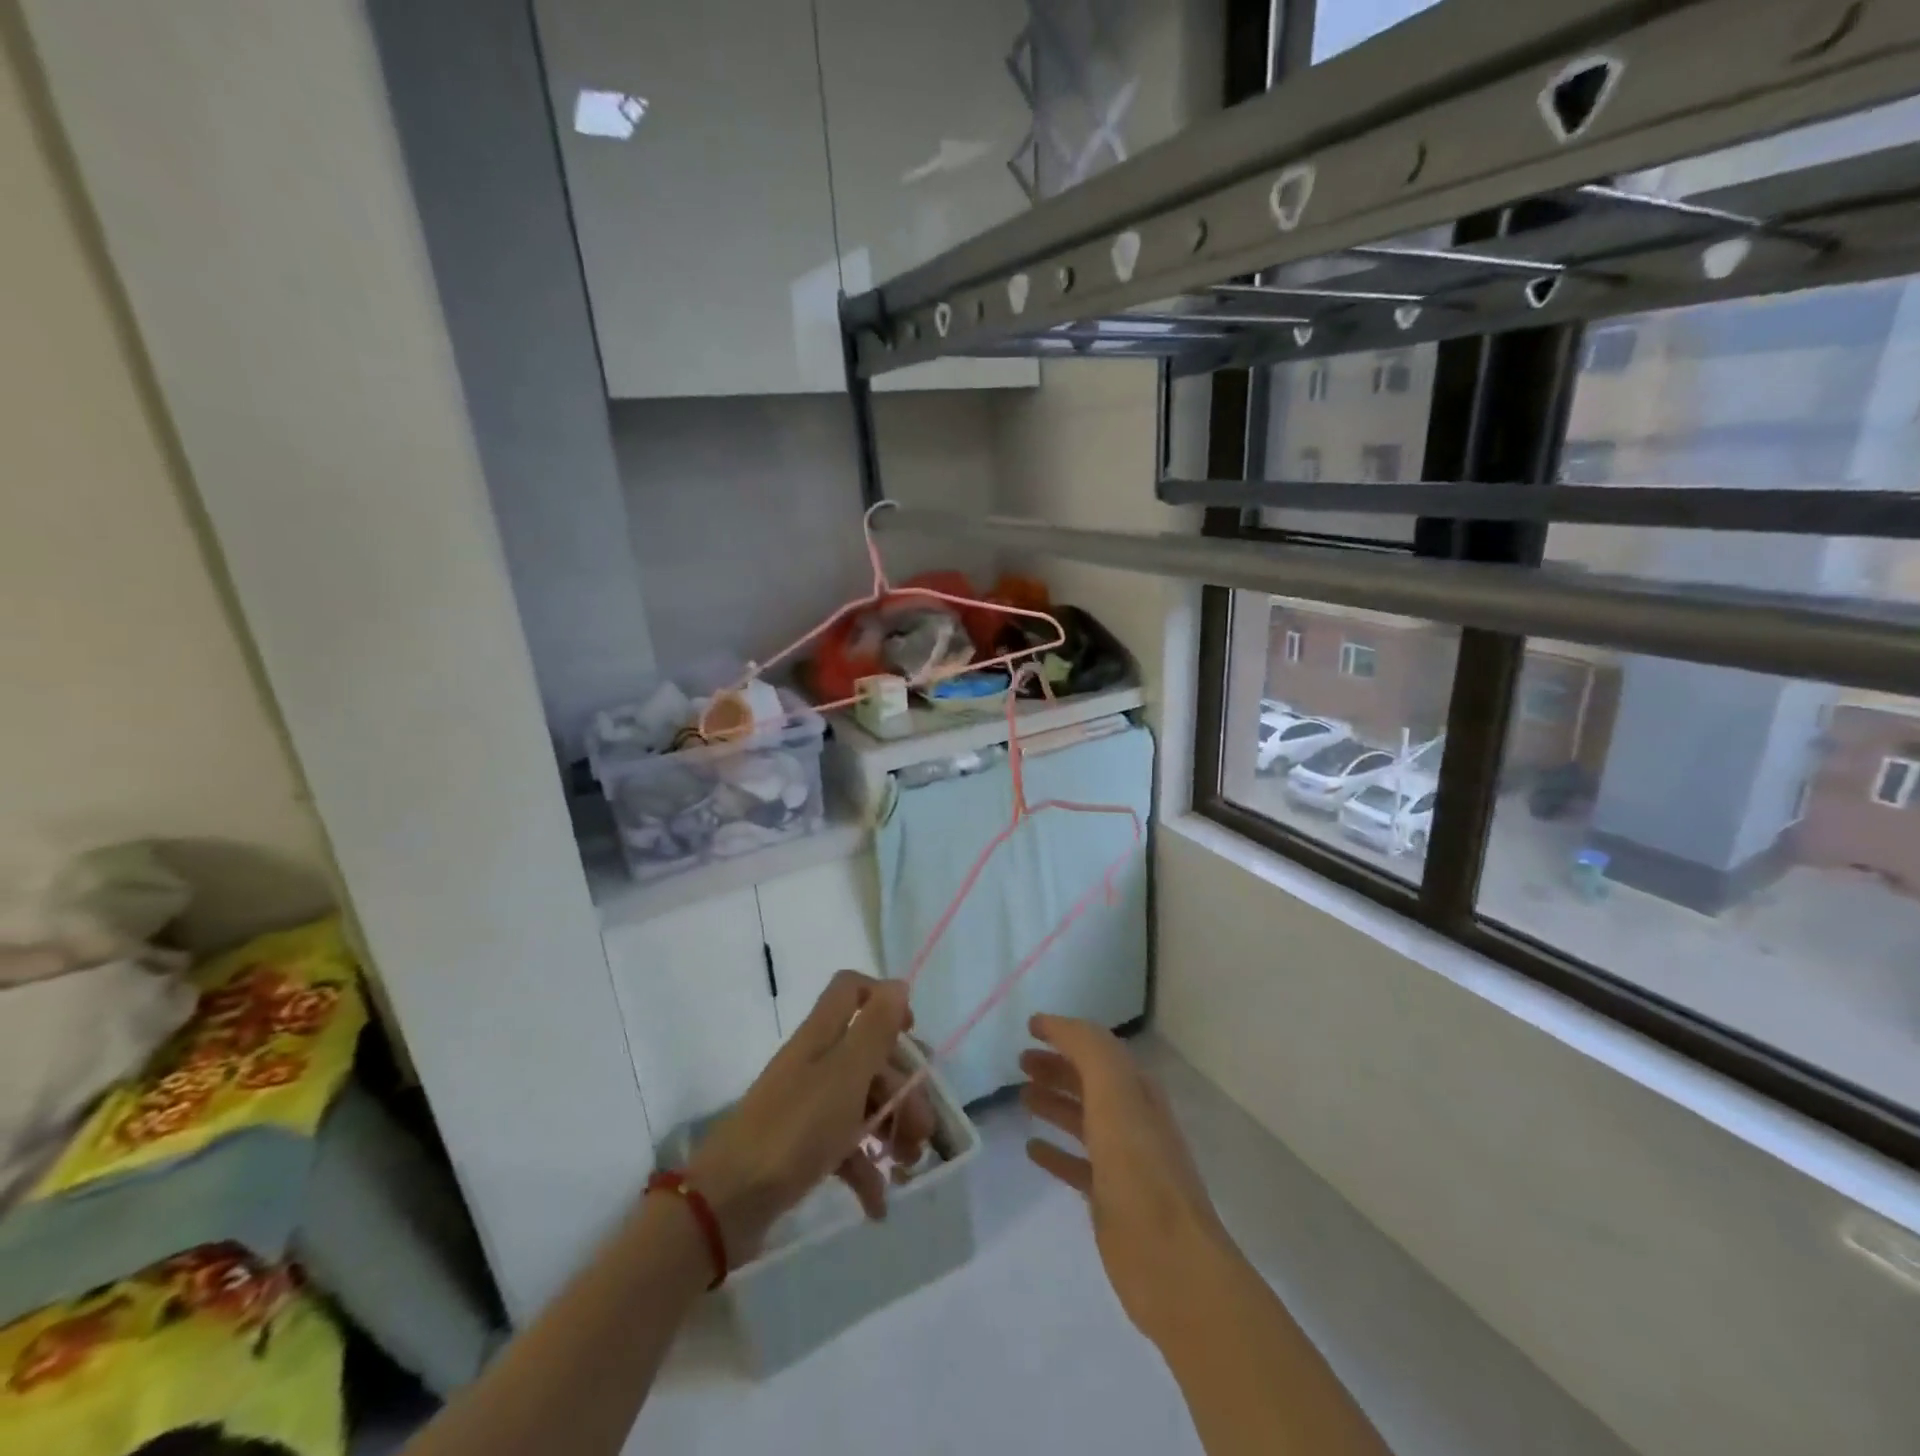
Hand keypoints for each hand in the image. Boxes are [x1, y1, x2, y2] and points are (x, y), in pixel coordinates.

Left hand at [685, 972, 936, 1258]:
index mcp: (823, 1035)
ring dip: (892, 1128)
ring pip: (862, 1101)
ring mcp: (807, 1105)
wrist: (728, 1203)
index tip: (910, 1033)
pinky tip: (878, 1202)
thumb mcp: (845, 1074)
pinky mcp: (801, 1146)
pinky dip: (865, 1168)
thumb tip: (898, 985)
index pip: (852, 989)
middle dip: (903, 1086)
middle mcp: (815, 1062)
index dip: (885, 1001)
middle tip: (923, 1127)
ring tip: (909, 1165)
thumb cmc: (795, 1129)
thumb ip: (875, 1028)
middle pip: (869, 1054)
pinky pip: (844, 1146)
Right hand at [1021, 1015, 1232, 1346]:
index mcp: (1136, 1090)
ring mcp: (1123, 1161)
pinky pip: (1077, 1164)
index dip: (1066, 1033)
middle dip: (1056, 1066)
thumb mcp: (1114, 1092)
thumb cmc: (1138, 1168)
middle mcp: (1132, 1119)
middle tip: (1019, 1061)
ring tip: (1021, 1097)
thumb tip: (1056, 1024)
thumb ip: (1089, 1050)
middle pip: (1089, 1081)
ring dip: (1053, 1103)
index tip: (1030, 1026)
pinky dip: (1055, 1151)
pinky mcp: (1111, 1200)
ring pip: (1083, 1120)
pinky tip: (1032, 1148)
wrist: (1170, 1262)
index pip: (1098, 1048)